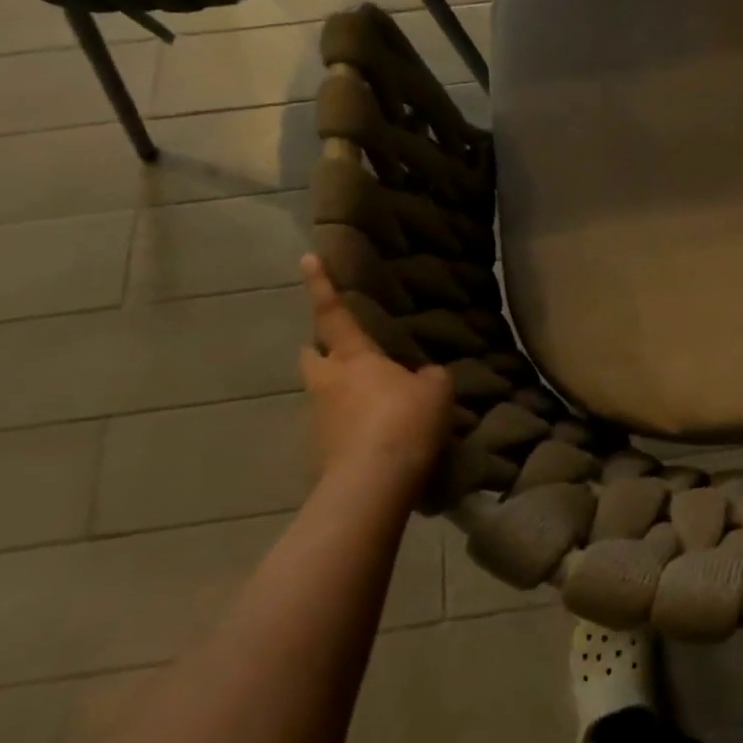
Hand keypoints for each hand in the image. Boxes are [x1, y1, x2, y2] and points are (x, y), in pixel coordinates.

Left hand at [298, 255, 453, 497]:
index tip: (307, 258)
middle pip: (312, 355)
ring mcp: (319, 419)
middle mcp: (328, 382)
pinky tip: (377, 434)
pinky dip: (350, 424)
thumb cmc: (404, 421)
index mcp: (353, 357)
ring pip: (322, 392)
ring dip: (339, 389)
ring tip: (372, 397)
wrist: (373, 484)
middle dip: (320, 348)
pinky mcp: (321, 452)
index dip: (321, 285)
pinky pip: (335, 426)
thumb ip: (428, 377)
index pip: (334, 313)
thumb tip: (422, 378)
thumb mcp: (435, 390)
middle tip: (342, 349)